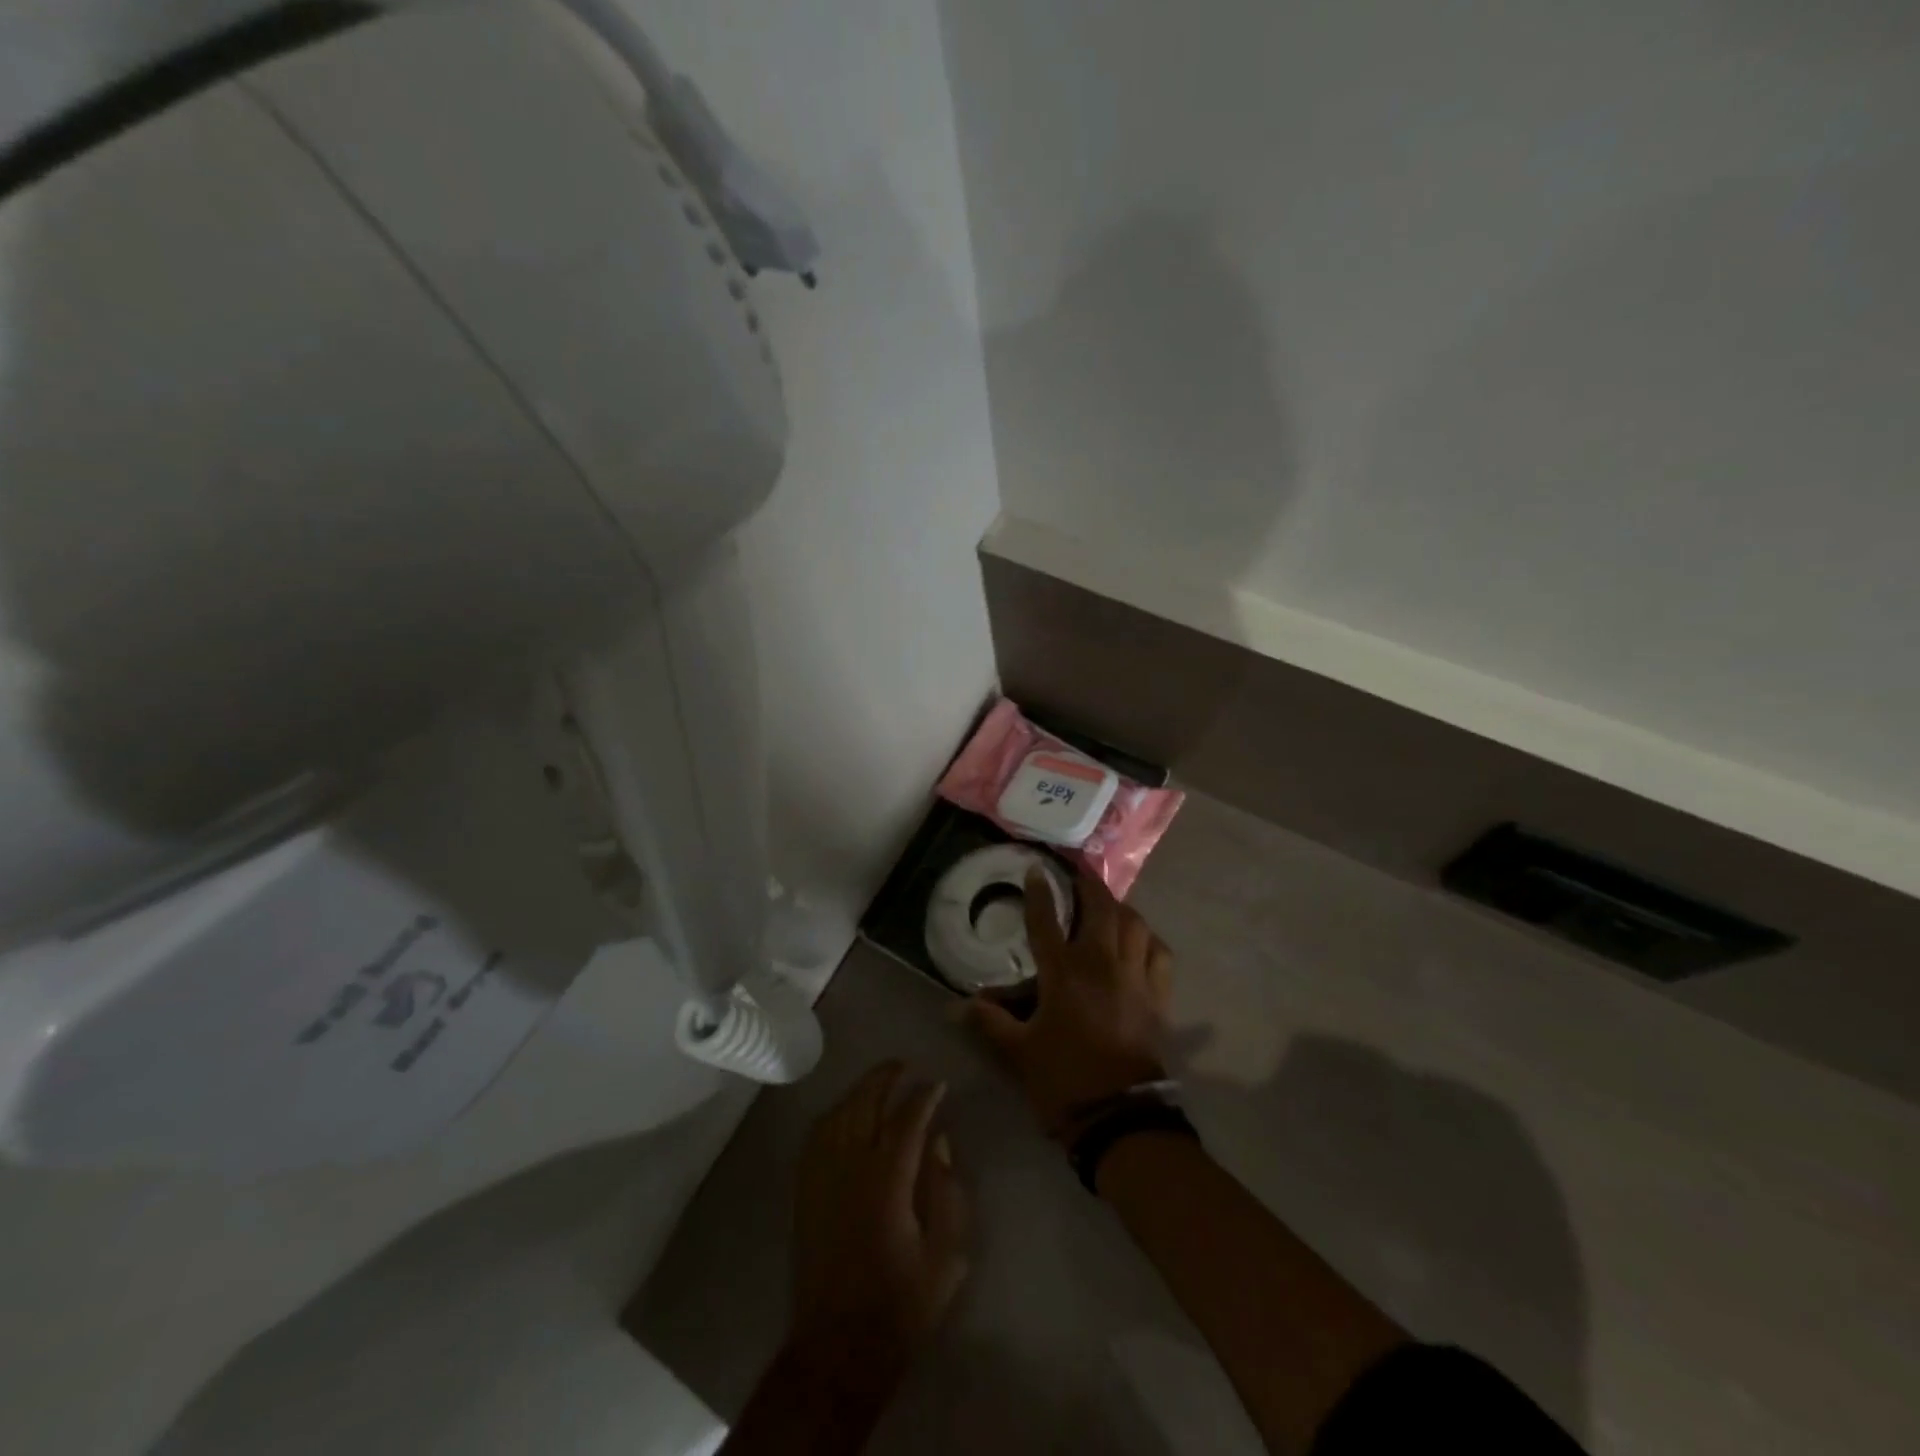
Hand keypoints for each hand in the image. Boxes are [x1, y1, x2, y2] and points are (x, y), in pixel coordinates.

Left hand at [787, 1062, 969, 1385]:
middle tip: (906, 1066)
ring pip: (838, 1113)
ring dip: (860, 1090)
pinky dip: (834, 1113)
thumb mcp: (946, 1256)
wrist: (838, 1348)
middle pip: (865, 1103)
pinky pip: (817, 1135)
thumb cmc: (900, 1305)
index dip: (924, 1096)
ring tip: (880, 1081)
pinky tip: (846, 1112)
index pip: (907, 1119)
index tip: (938, 1084)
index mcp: (887, 1181)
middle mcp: (849, 1167)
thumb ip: (947, 1192)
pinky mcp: (805, 1191)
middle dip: (886, 1077)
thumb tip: (939, 1142)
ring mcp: (821, 1176)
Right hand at [966, 868, 1172, 1137]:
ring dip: (1121, 907)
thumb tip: (955, 1006)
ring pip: (1134, 923)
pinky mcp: (1158, 995)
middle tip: (1079, 873)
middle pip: (1100, 908)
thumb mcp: (1018, 1051)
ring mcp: (1134, 977)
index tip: (1037, 869)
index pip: (1046, 920)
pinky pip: (1160, 953)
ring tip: (1109, 906)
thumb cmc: (1062, 1079)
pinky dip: (1149, 939)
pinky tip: (1141, 941)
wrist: (1118, 1117)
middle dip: (1090, 884)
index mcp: (1063, 973)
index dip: (1040, 892)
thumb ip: (989, 1022)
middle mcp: (1101, 964)